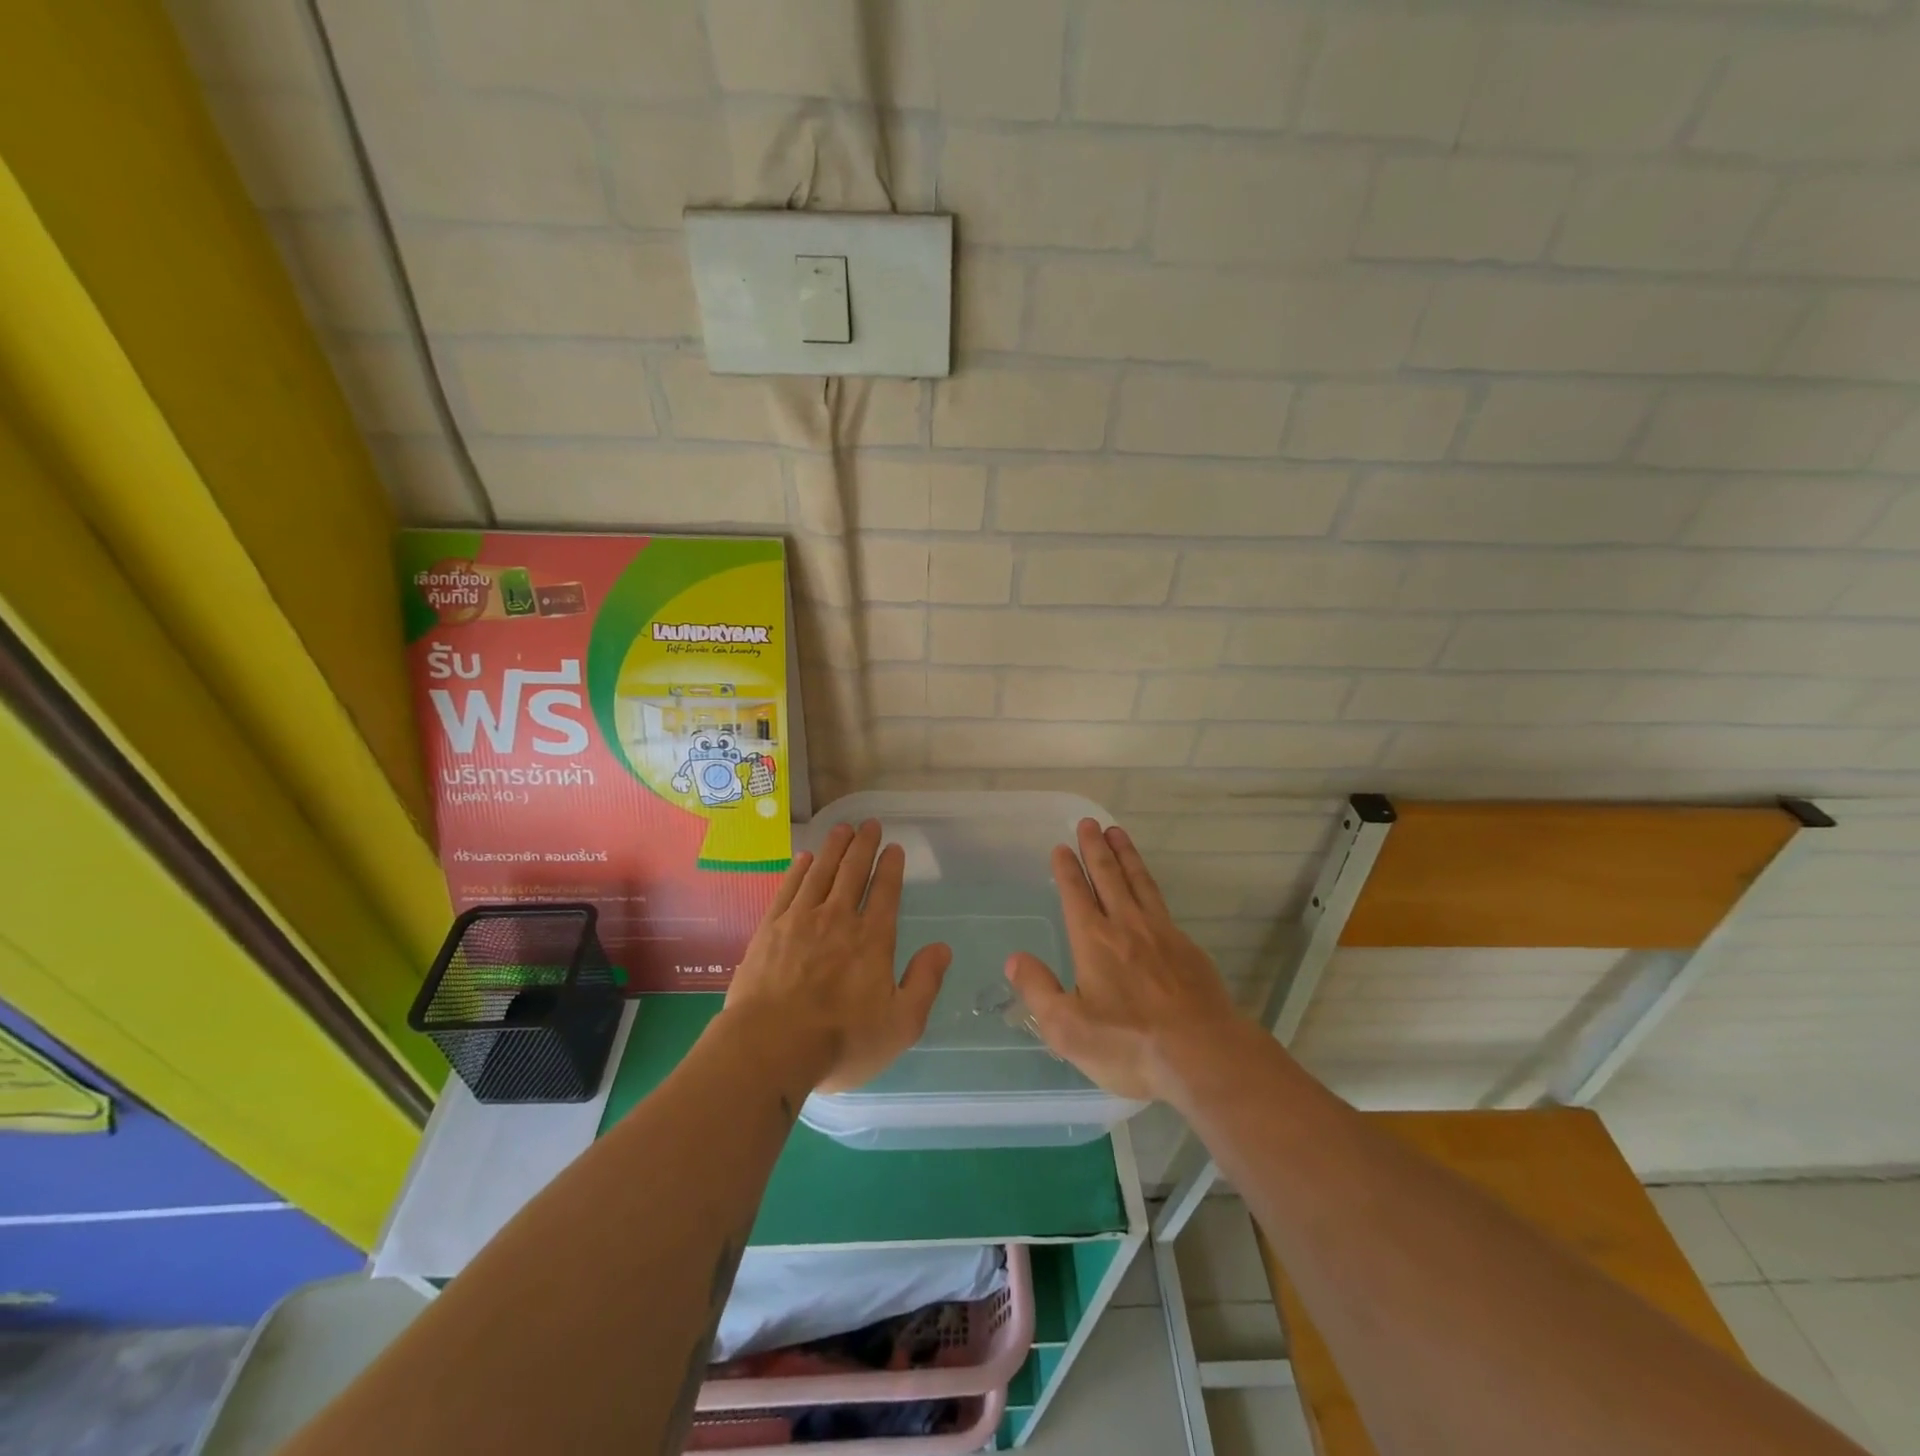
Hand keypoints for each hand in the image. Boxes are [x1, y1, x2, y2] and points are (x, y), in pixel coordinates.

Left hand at [721, 819, 950, 1093]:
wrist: (770, 1047)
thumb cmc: (842, 1041)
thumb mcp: (901, 1024)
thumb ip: (924, 982)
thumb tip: (942, 948)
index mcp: (872, 939)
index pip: (885, 891)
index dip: (890, 867)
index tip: (894, 847)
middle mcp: (838, 919)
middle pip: (853, 872)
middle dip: (864, 845)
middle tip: (869, 824)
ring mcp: (800, 920)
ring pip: (820, 872)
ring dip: (833, 848)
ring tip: (842, 829)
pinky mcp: (770, 929)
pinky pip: (788, 889)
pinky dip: (798, 870)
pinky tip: (804, 859)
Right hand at [1005, 819, 1240, 1102]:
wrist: (1205, 1055)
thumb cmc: (1130, 1045)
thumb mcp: (1068, 1029)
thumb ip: (1038, 990)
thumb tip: (1014, 959)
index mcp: (1094, 941)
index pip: (1076, 894)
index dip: (1066, 870)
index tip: (1061, 847)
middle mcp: (1126, 926)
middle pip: (1108, 876)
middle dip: (1094, 848)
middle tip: (1088, 823)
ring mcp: (1161, 933)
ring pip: (1138, 881)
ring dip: (1125, 854)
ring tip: (1116, 832)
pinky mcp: (1187, 947)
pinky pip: (1161, 901)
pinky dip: (1148, 882)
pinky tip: (1147, 885)